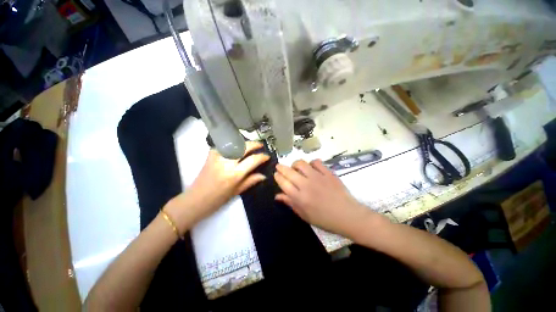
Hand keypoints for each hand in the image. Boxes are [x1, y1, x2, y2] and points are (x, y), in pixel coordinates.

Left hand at [165, 141, 269, 230]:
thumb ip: (250, 181)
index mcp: (235, 175)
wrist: (196, 199)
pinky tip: (233, 147)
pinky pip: (222, 146)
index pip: (253, 160)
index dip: (262, 156)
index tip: (267, 156)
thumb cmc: (217, 200)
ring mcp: (217, 157)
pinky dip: (229, 145)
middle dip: (254, 144)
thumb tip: (263, 175)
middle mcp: (227, 163)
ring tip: (248, 145)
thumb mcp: (235, 193)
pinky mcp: (210, 155)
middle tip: (260, 145)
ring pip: (233, 144)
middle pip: (244, 147)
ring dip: (242, 143)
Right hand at [274, 159, 372, 237]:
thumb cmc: (325, 220)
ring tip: (296, 168)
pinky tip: (311, 168)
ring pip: (301, 163)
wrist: (346, 215)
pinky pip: (316, 162)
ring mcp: (318, 177)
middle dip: (281, 168)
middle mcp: (306, 185)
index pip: (283, 183)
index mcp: (299, 198)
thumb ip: (291, 204)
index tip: (276, 174)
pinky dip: (311, 163)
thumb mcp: (305, 216)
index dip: (278, 177)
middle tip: (280, 167)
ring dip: (295, 164)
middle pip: (289, 171)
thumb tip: (278, 196)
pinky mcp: (328, 173)